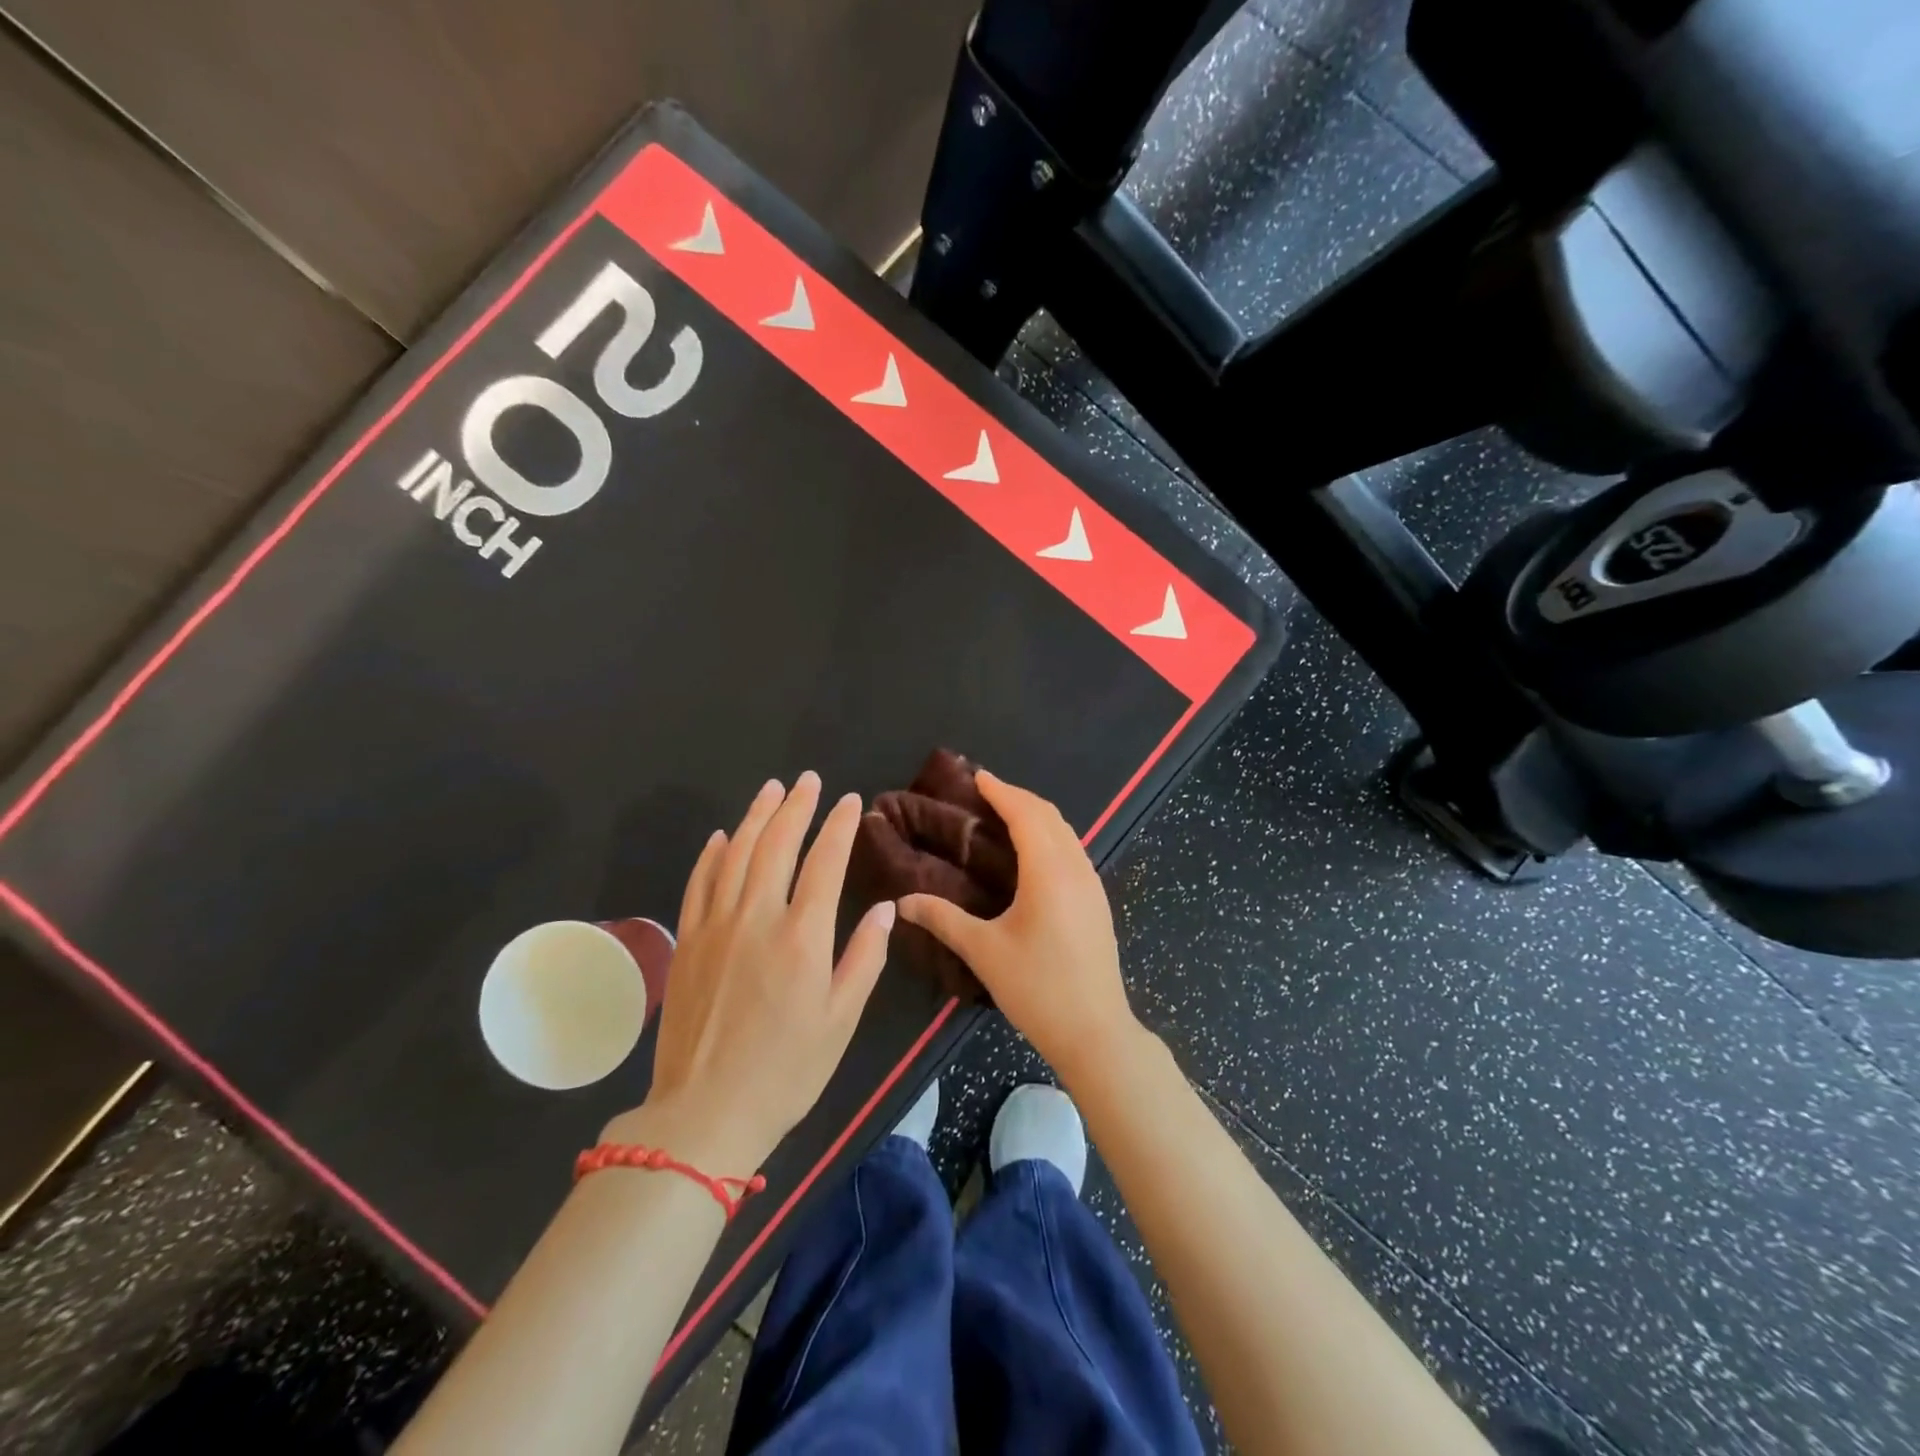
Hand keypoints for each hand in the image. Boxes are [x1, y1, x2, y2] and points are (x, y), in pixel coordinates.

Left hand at [608, 773, 894, 1174]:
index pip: (825, 862)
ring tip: (771, 789)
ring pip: (736, 854)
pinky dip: (712, 854)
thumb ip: (865, 957)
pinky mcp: (687, 941)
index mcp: (802, 937)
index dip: (839, 826)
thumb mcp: (841, 1020)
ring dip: (755, 817)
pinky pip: (699, 883)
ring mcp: (715, 926)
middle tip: (808, 781)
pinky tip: (723, 836)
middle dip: (796, 806)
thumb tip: (886, 908)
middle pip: (776, 845)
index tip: (851, 801)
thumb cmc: (786, 1070)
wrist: (705, 1112)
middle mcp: (757, 918)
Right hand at [897, 771, 1140, 1086]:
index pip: (1025, 814)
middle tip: (985, 793)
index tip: (977, 776)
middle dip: (1018, 797)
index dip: (1001, 791)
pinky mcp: (1098, 902)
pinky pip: (1073, 851)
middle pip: (1049, 816)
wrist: (1096, 1033)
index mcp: (1048, 871)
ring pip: (1066, 833)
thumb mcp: (984, 952)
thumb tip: (902, 903)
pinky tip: (1033, 855)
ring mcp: (1092, 885)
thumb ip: (943, 919)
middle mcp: (1075, 868)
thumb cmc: (1037, 989)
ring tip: (1006, 815)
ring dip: (1037, 816)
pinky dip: (1051, 837)